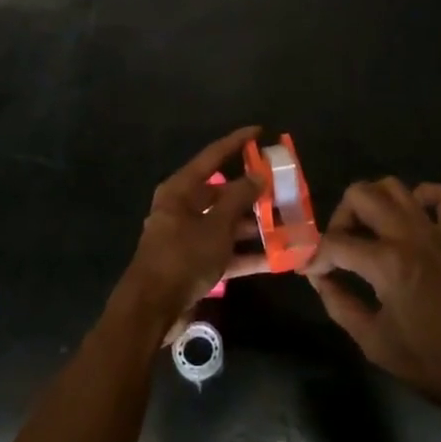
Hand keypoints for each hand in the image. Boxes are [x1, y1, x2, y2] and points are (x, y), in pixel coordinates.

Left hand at [119, 127, 269, 337]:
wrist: (152, 310)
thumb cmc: (183, 256)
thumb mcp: (216, 225)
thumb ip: (239, 198)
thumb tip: (258, 174)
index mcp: (180, 190)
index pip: (212, 156)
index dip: (236, 142)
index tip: (260, 131)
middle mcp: (183, 208)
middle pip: (222, 193)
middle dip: (253, 193)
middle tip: (282, 188)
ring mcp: (189, 237)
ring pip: (227, 224)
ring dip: (255, 226)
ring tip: (288, 224)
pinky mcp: (195, 264)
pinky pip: (226, 252)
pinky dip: (248, 254)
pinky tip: (278, 259)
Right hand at [306, 179, 440, 421]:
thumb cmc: (433, 366)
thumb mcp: (375, 343)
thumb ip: (340, 304)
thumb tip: (318, 279)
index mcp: (387, 263)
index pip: (334, 243)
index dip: (314, 256)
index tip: (309, 271)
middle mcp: (410, 235)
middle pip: (360, 195)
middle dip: (340, 218)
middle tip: (338, 249)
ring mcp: (437, 231)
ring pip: (395, 186)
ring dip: (372, 202)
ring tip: (368, 233)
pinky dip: (422, 196)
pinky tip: (410, 219)